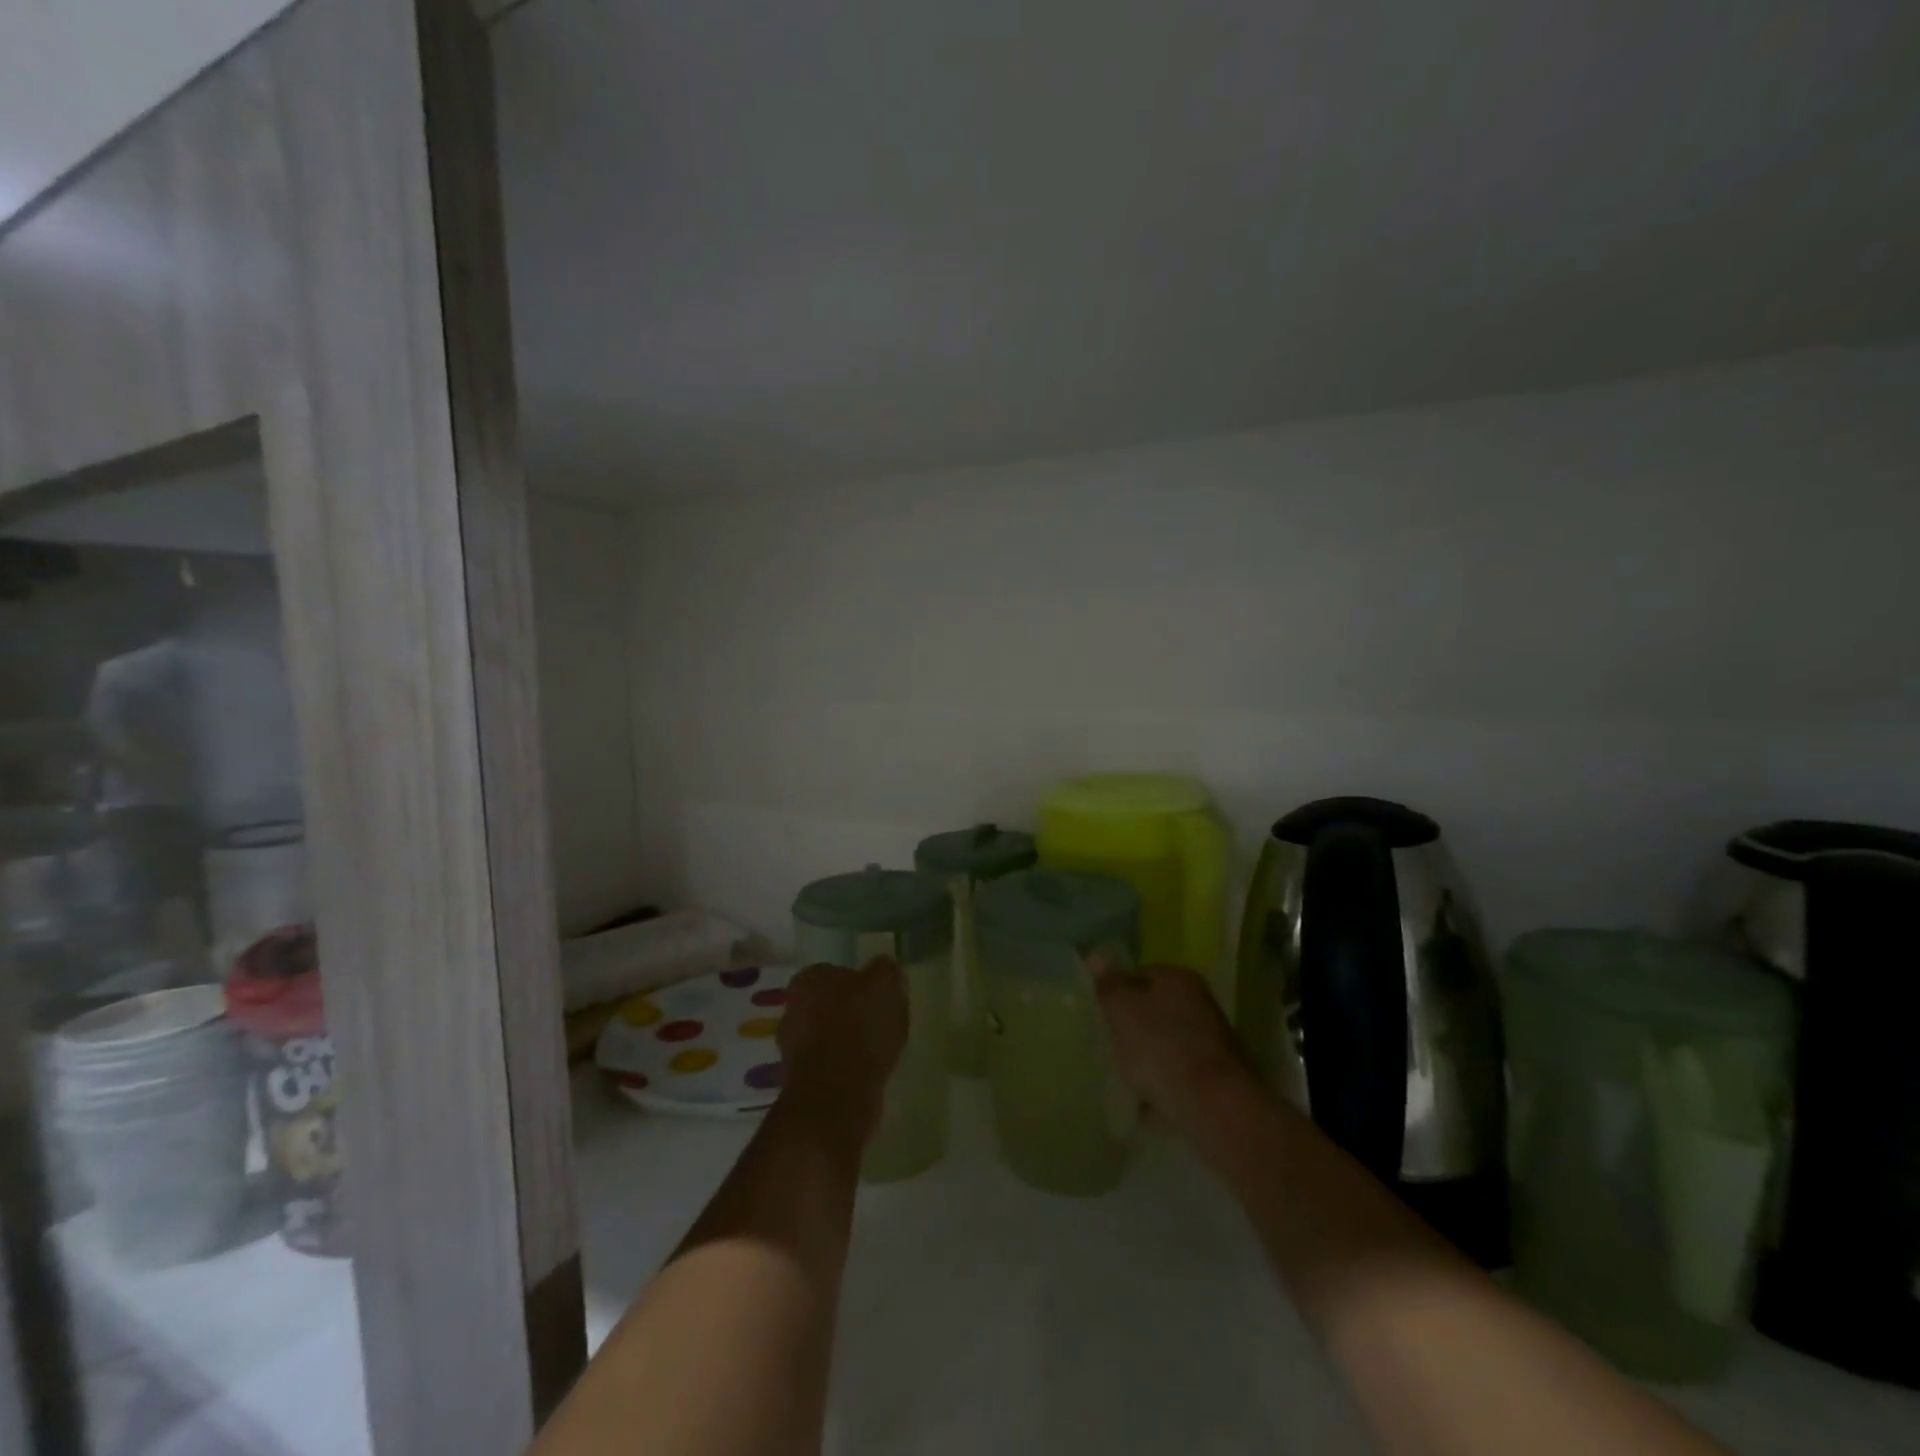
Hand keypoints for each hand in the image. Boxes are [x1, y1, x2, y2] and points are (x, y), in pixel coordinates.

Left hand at [777, 958, 907, 1143]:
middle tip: (881, 1021)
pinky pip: (831, 1063)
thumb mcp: (884, 985)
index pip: (837, 971)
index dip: (861, 983)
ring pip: (830, 1034)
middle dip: (852, 1011)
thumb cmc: (859, 1029)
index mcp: (808, 979)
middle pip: (831, 1003)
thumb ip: (885, 969)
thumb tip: (884, 967)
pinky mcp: (801, 1080)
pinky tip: (868, 1071)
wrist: (836, 1097)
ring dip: (849, 1040)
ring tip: (879, 1049)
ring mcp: (792, 1046)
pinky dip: (847, 1065)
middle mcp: (792, 1008)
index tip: (880, 996)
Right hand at [1090, 958, 1251, 1140]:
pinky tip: (1143, 1103)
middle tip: (1107, 1042)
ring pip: (1166, 1045)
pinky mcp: (1214, 1081)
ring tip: (1122, 1075)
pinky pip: (1177, 1078)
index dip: (1117, 990)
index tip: (1100, 1011)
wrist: (1212, 1108)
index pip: (1141, 973)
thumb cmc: (1161, 1048)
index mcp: (1179, 979)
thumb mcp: (1123, 1010)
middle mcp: (1200, 1004)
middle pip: (1155, 1010)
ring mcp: (1210, 1044)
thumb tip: (1096, 955)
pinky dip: (1161, 1088)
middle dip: (1132, 1026)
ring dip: (1147, 1058)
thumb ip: (1109, 985)